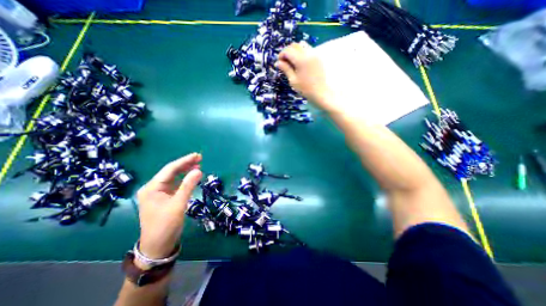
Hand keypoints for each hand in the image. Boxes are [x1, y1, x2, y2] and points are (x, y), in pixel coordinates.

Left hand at [135, 154, 202, 263]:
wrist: (158, 246)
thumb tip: (198, 170)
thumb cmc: (166, 225)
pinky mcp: (164, 198)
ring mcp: (158, 193)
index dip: (184, 161)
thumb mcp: (178, 204)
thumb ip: (188, 186)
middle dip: (185, 164)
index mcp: (152, 188)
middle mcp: (153, 188)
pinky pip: (175, 184)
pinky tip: (192, 177)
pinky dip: (184, 179)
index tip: (197, 155)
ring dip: (185, 171)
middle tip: (200, 158)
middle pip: (171, 172)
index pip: (170, 169)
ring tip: (198, 165)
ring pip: (174, 177)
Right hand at [275, 42, 334, 109]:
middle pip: (294, 45)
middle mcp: (308, 53)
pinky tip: (299, 62)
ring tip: (292, 62)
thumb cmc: (305, 89)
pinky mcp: (317, 57)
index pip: (288, 51)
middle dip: (287, 51)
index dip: (281, 55)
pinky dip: (301, 52)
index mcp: (301, 60)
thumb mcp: (293, 80)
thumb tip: (277, 62)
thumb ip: (286, 69)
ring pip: (301, 45)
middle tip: (284, 62)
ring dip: (294, 51)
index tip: (278, 62)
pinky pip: (308, 49)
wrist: (320, 92)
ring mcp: (314, 54)